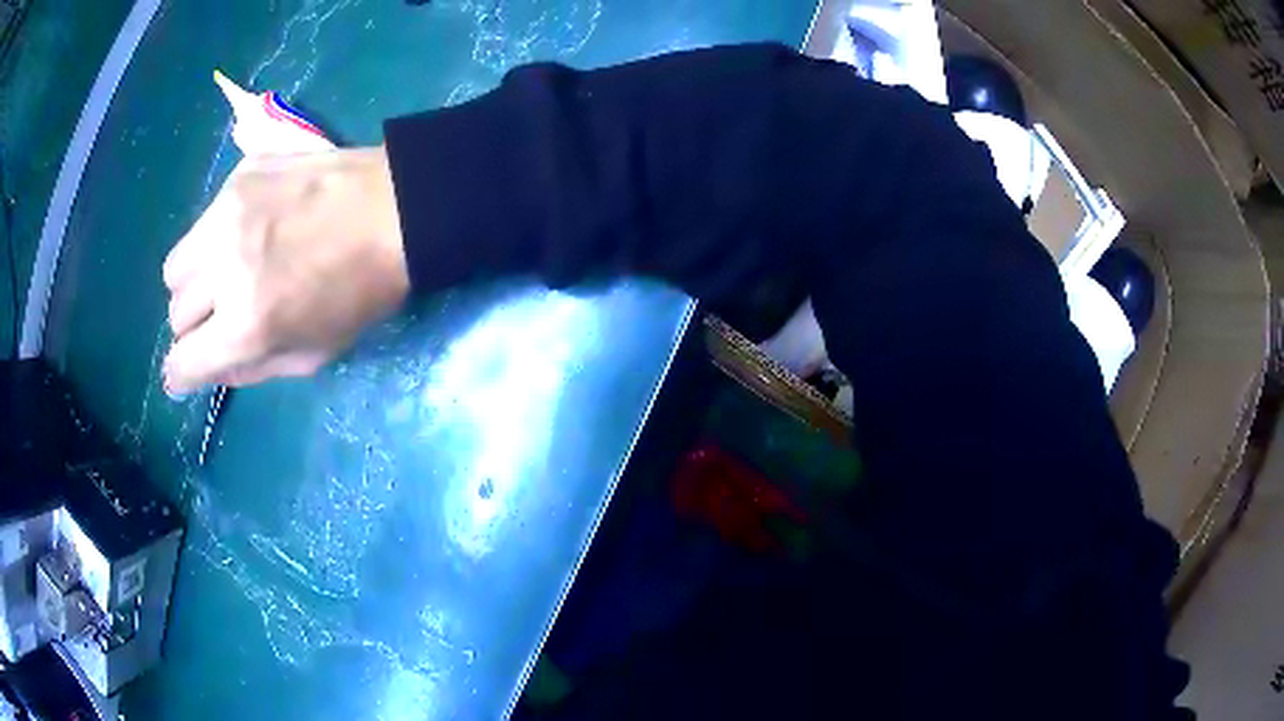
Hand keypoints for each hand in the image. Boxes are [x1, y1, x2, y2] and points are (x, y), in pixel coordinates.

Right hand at [162, 147, 408, 394]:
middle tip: (221, 317)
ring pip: (177, 265)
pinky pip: (203, 220)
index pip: (182, 362)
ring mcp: (227, 213)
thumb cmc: (362, 292)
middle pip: (174, 313)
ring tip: (226, 274)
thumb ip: (250, 368)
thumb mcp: (312, 354)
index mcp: (245, 325)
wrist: (396, 207)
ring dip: (193, 281)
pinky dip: (213, 237)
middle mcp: (223, 268)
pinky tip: (250, 231)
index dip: (181, 374)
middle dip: (193, 326)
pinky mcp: (239, 175)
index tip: (184, 372)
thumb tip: (206, 369)